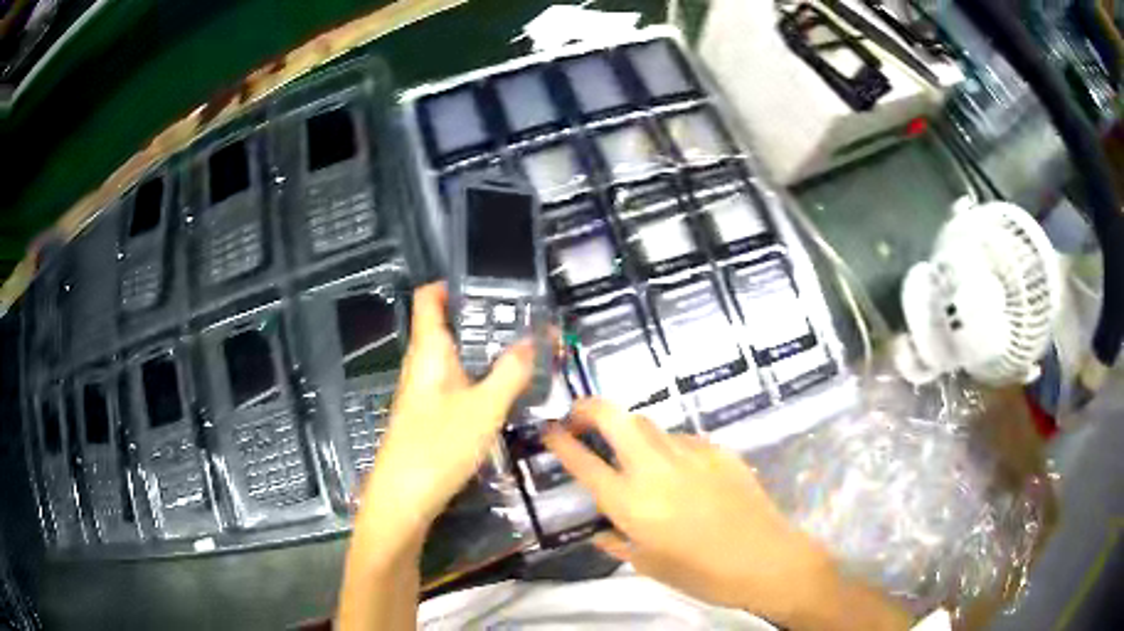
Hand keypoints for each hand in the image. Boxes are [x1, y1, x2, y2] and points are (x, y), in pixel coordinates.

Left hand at [356, 282, 533, 542]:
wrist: (403, 499)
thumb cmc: (438, 446)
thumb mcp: (484, 409)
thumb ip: (510, 372)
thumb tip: (534, 339)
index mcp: (427, 351)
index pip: (429, 298)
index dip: (451, 283)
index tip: (489, 282)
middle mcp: (421, 364)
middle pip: (447, 325)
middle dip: (482, 318)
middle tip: (524, 318)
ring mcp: (423, 391)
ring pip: (454, 356)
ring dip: (484, 350)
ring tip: (524, 349)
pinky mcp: (429, 414)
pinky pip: (456, 382)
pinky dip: (479, 377)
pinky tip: (504, 390)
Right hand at [544, 399, 908, 629]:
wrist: (766, 559)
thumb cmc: (703, 574)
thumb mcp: (650, 566)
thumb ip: (617, 542)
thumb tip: (600, 528)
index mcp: (632, 504)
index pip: (583, 462)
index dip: (559, 441)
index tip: (547, 431)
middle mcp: (656, 470)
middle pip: (614, 416)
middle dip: (588, 408)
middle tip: (579, 418)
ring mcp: (690, 453)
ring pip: (649, 423)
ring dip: (631, 431)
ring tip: (632, 452)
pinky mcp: (718, 449)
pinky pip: (681, 439)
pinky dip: (668, 448)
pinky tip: (679, 472)